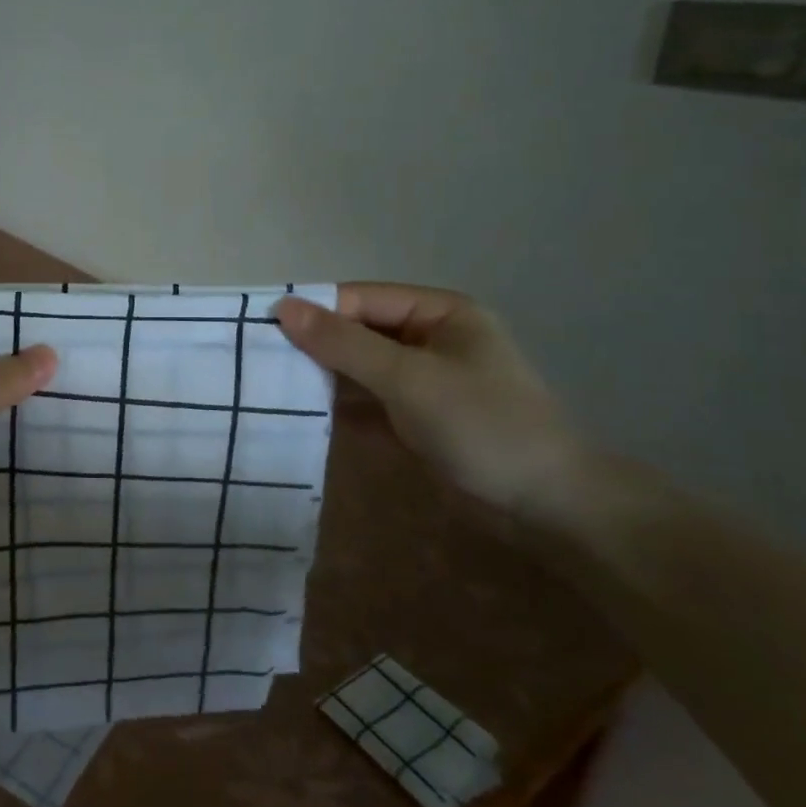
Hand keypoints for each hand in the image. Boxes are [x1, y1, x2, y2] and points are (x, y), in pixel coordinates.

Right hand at [276, 283, 588, 514]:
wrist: (548, 507)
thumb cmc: (483, 425)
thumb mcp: (408, 378)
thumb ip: (343, 343)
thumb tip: (281, 307)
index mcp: (438, 312)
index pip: (360, 299)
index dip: (313, 311)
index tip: (262, 332)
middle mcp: (427, 338)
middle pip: (356, 331)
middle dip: (313, 346)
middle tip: (258, 362)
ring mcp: (420, 380)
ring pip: (356, 368)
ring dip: (319, 377)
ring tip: (266, 387)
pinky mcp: (413, 417)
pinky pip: (364, 400)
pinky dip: (335, 406)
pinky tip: (296, 414)